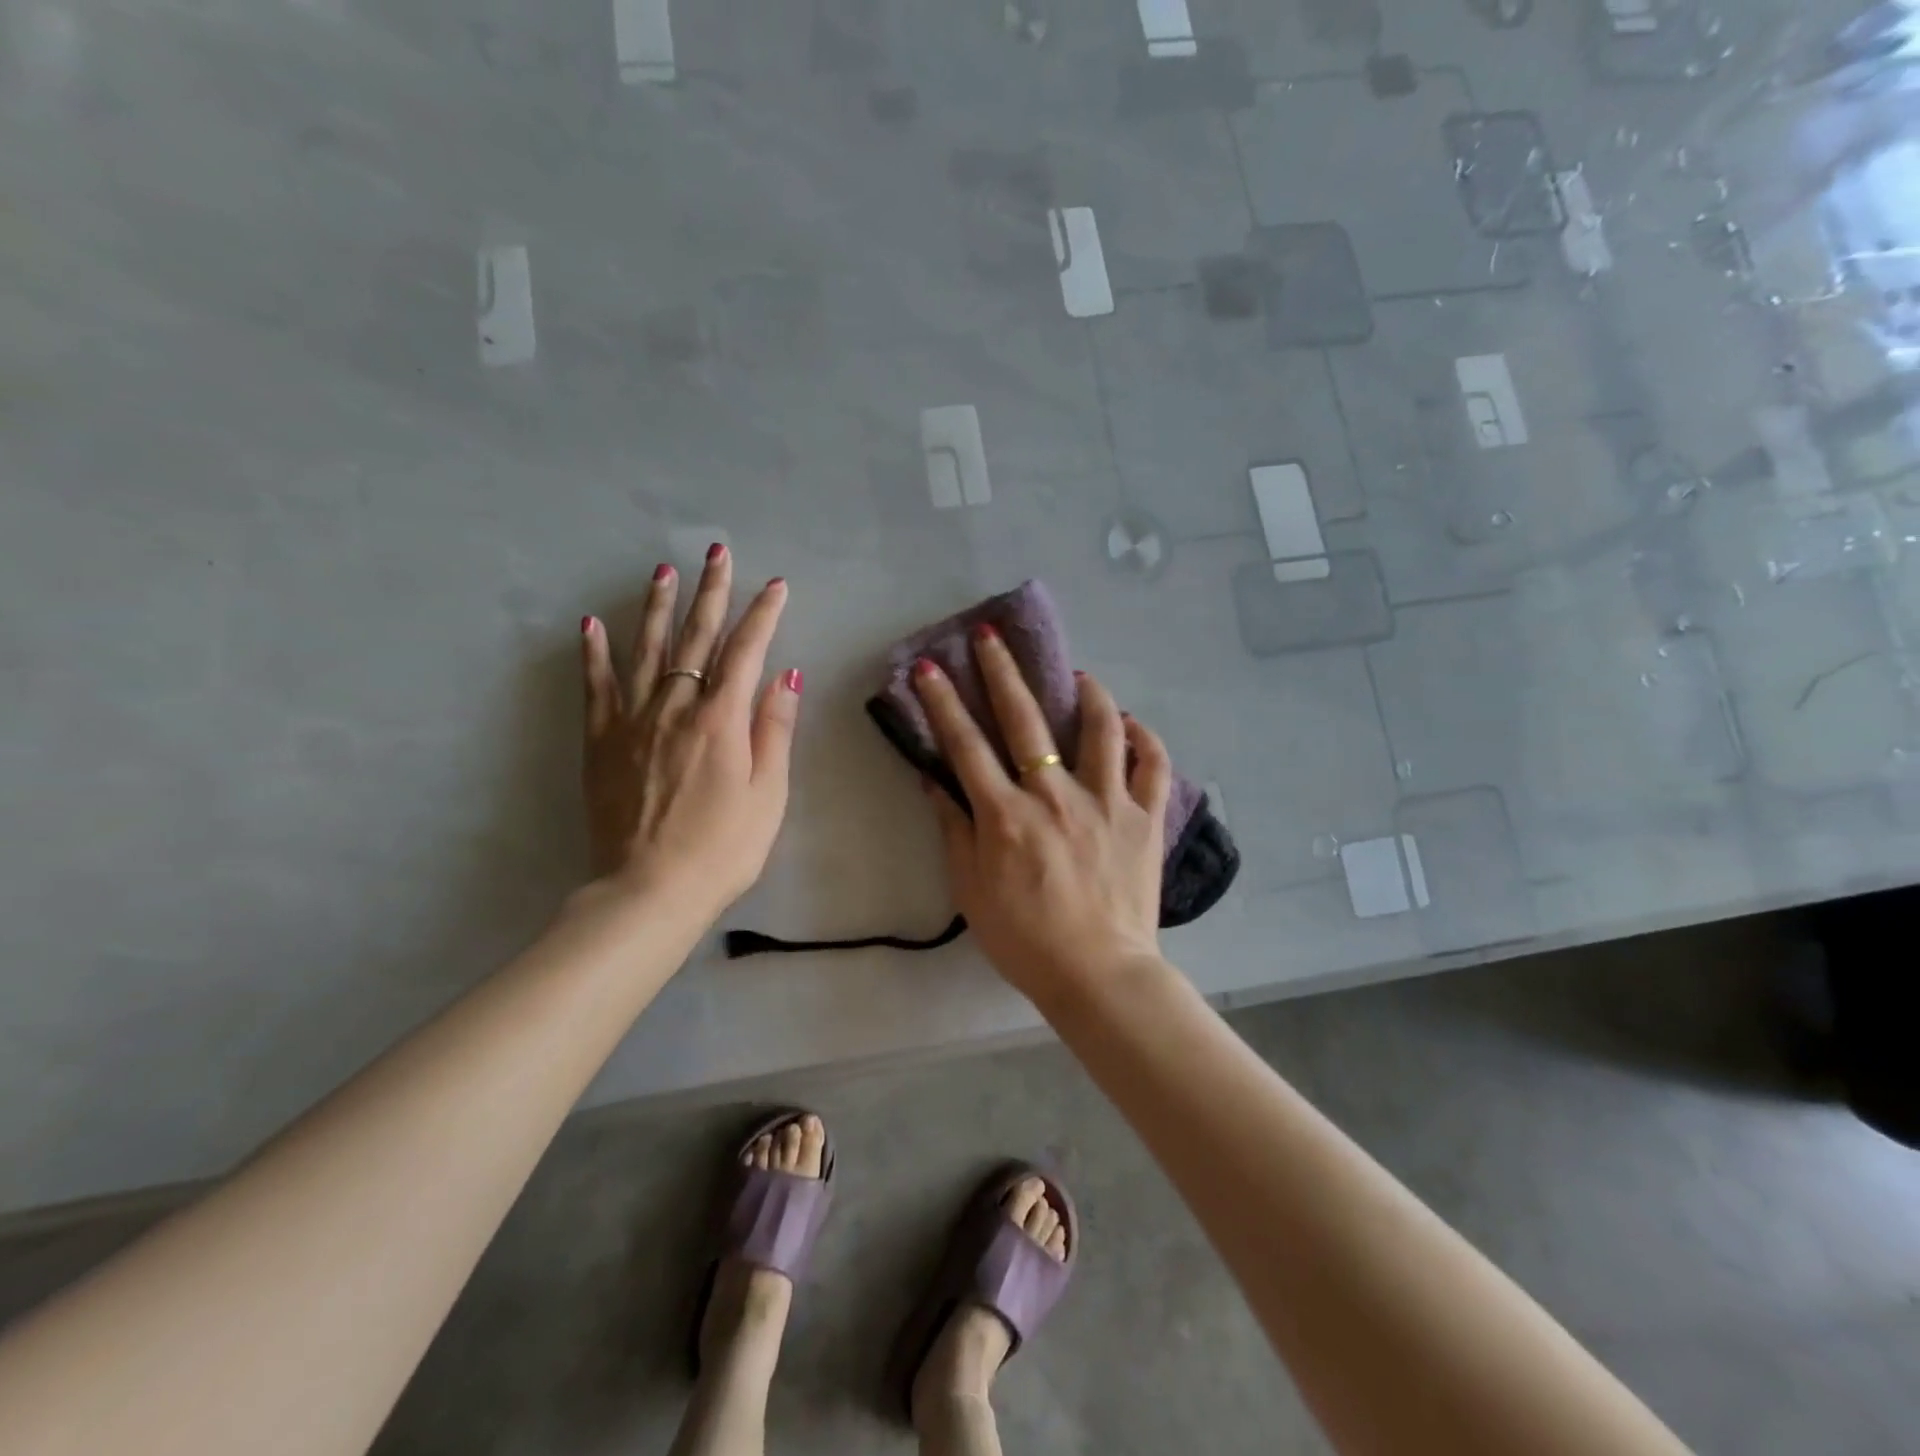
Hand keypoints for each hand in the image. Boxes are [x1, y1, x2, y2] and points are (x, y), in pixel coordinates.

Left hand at [580, 547, 799, 918]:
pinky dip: (594, 654)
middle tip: (717, 553)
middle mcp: (675, 707)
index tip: (775, 585)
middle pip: (695, 638)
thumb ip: (774, 729)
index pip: (746, 652)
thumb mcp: (768, 794)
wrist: (649, 891)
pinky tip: (591, 625)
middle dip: (710, 593)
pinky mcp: (601, 742)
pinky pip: (596, 687)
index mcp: (721, 720)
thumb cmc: (723, 849)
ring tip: (663, 571)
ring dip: (657, 607)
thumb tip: (786, 673)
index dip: (763, 615)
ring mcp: (632, 721)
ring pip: (646, 650)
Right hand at [911, 626, 1171, 1002]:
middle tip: (991, 636)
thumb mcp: (971, 890)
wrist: (1098, 975)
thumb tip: (934, 780)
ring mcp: (1107, 803)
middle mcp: (1055, 797)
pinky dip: (1142, 737)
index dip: (943, 704)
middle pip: (1025, 721)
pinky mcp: (1146, 817)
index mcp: (1007, 816)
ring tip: (1077, 674)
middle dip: (1002, 672)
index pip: (966, 747)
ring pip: (1100, 729)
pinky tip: (1129, 724)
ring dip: (1087, 693)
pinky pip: (1152, 764)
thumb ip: (954, 830)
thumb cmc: (1025, 939)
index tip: (929, 668)